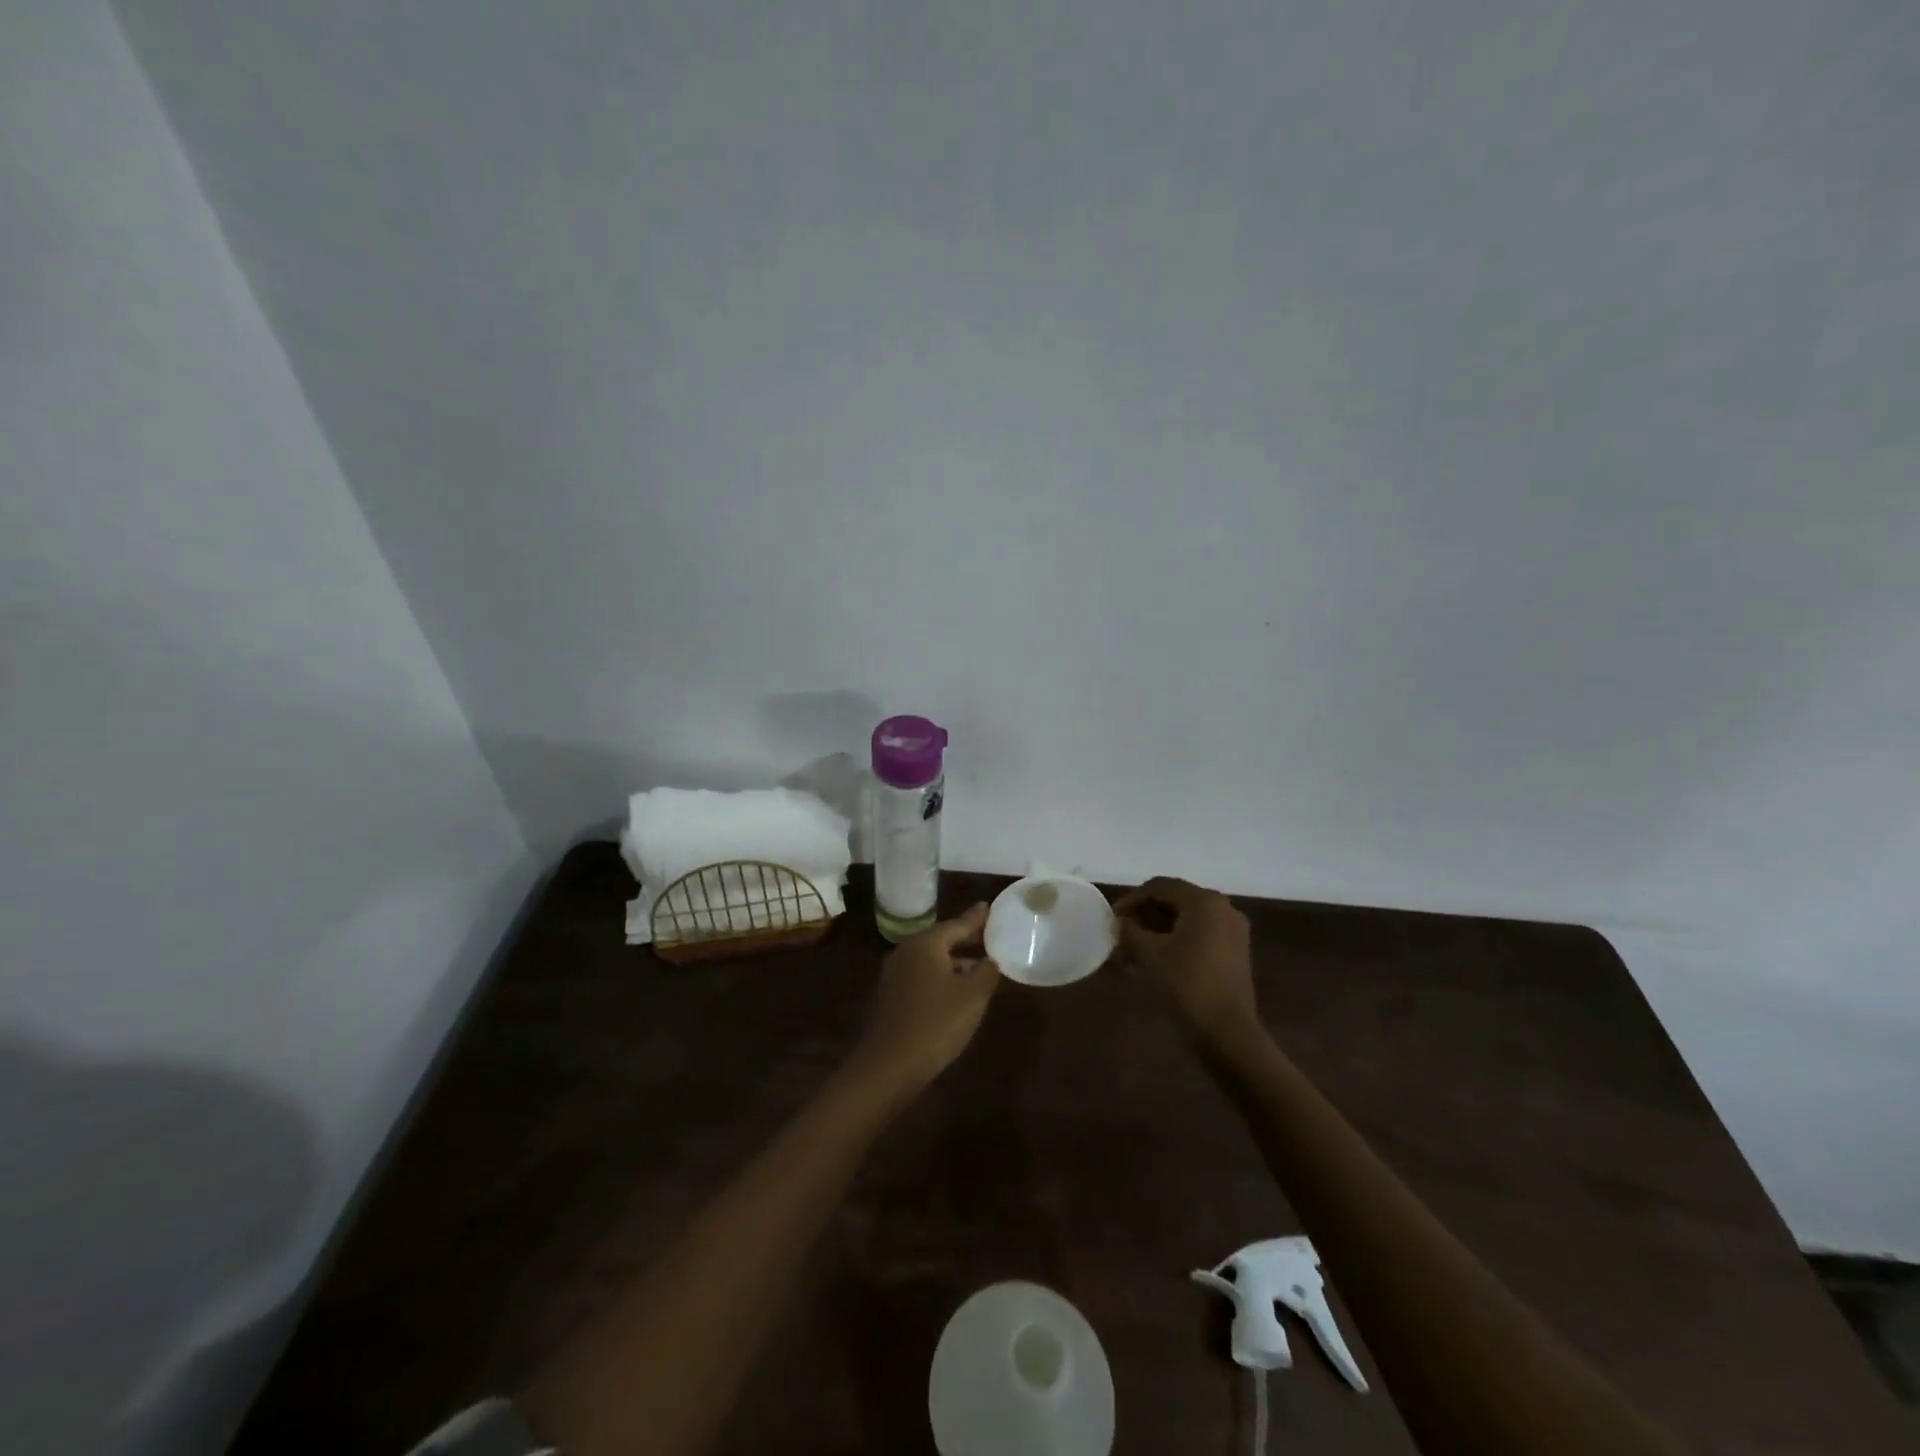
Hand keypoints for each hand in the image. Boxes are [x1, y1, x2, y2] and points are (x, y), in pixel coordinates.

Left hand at [847, 905, 1000, 1100]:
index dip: (976, 919)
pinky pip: (922, 977)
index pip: (956, 924)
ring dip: (955, 962)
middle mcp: (906, 952)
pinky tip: (956, 992)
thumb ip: (986, 972)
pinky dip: (941, 977)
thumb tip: (991, 960)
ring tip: (979, 967)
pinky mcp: (891, 996)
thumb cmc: (936, 1024)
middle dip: (966, 940)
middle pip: (941, 940)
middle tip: (989, 937)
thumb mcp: (972, 997)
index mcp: (925, 944)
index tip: (989, 907)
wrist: (888, 1066)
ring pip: (931, 960)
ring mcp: (894, 974)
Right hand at [1113, 877, 1257, 1042]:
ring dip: (1157, 931)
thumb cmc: (1187, 983)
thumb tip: (1117, 922)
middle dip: (1144, 916)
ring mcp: (1231, 930)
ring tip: (1132, 952)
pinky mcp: (1234, 951)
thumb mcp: (1150, 954)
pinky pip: (1198, 935)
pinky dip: (1175, 941)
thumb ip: (1130, 931)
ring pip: (1185, 920)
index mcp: (1204, 902)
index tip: (1112, 917)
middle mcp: (1222, 908)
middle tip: (1121, 934)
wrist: (1228, 1030)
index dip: (1133, 899)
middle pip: (1175, 901)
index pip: (1161, 886)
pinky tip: (1153, 960)